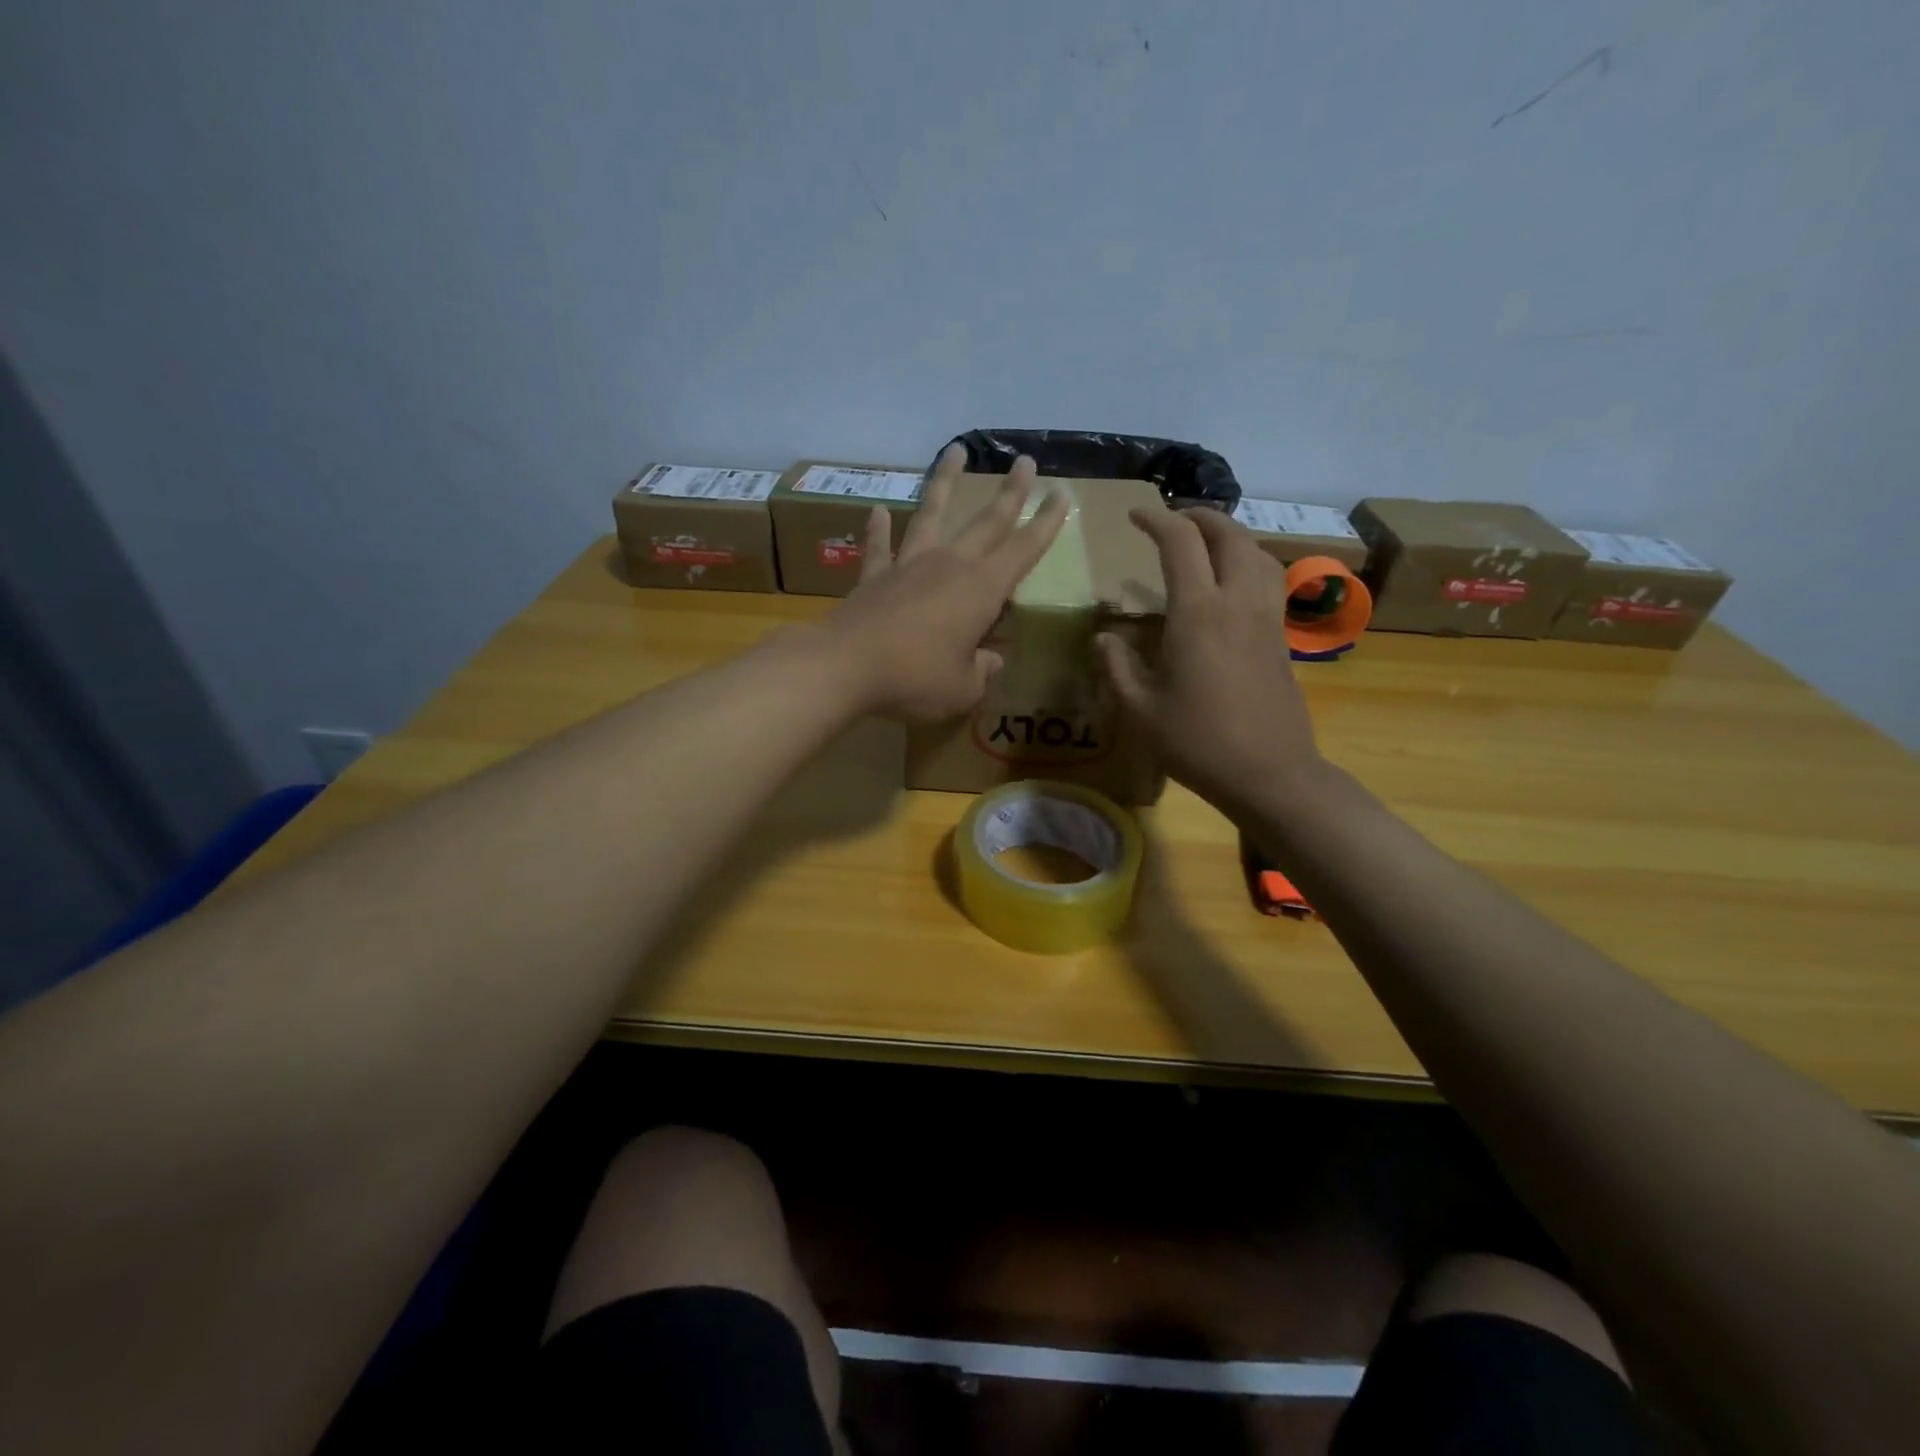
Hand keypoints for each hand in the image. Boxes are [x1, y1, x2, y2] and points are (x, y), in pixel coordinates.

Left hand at [819, 444, 1068, 720]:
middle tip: (1025, 462)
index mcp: (981, 589)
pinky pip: (880, 546)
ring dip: (945, 482)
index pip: (1024, 550)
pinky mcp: (874, 576)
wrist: (846, 666)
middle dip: (1011, 492)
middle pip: (986, 521)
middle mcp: (948, 565)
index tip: (1062, 495)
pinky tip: (878, 510)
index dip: (1046, 524)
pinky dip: (879, 528)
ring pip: (931, 514)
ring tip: (955, 450)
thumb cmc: (915, 678)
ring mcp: (908, 565)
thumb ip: (981, 671)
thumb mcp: (962, 688)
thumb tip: (990, 661)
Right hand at [1095, 507, 1322, 816]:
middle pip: (1229, 535)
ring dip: (1230, 536)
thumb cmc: (1197, 742)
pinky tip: (1230, 587)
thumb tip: (1104, 637)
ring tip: (1206, 544)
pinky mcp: (1281, 638)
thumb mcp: (1140, 710)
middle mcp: (1237, 602)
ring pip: (1257, 553)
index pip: (1181, 543)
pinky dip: (1248, 564)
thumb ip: (1117, 666)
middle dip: (1201, 517)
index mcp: (1198, 612)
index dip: (1157, 520)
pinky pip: (1269, 581)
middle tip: (1174, 520)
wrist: (1269, 773)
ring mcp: (1266, 618)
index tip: (1135, 517)